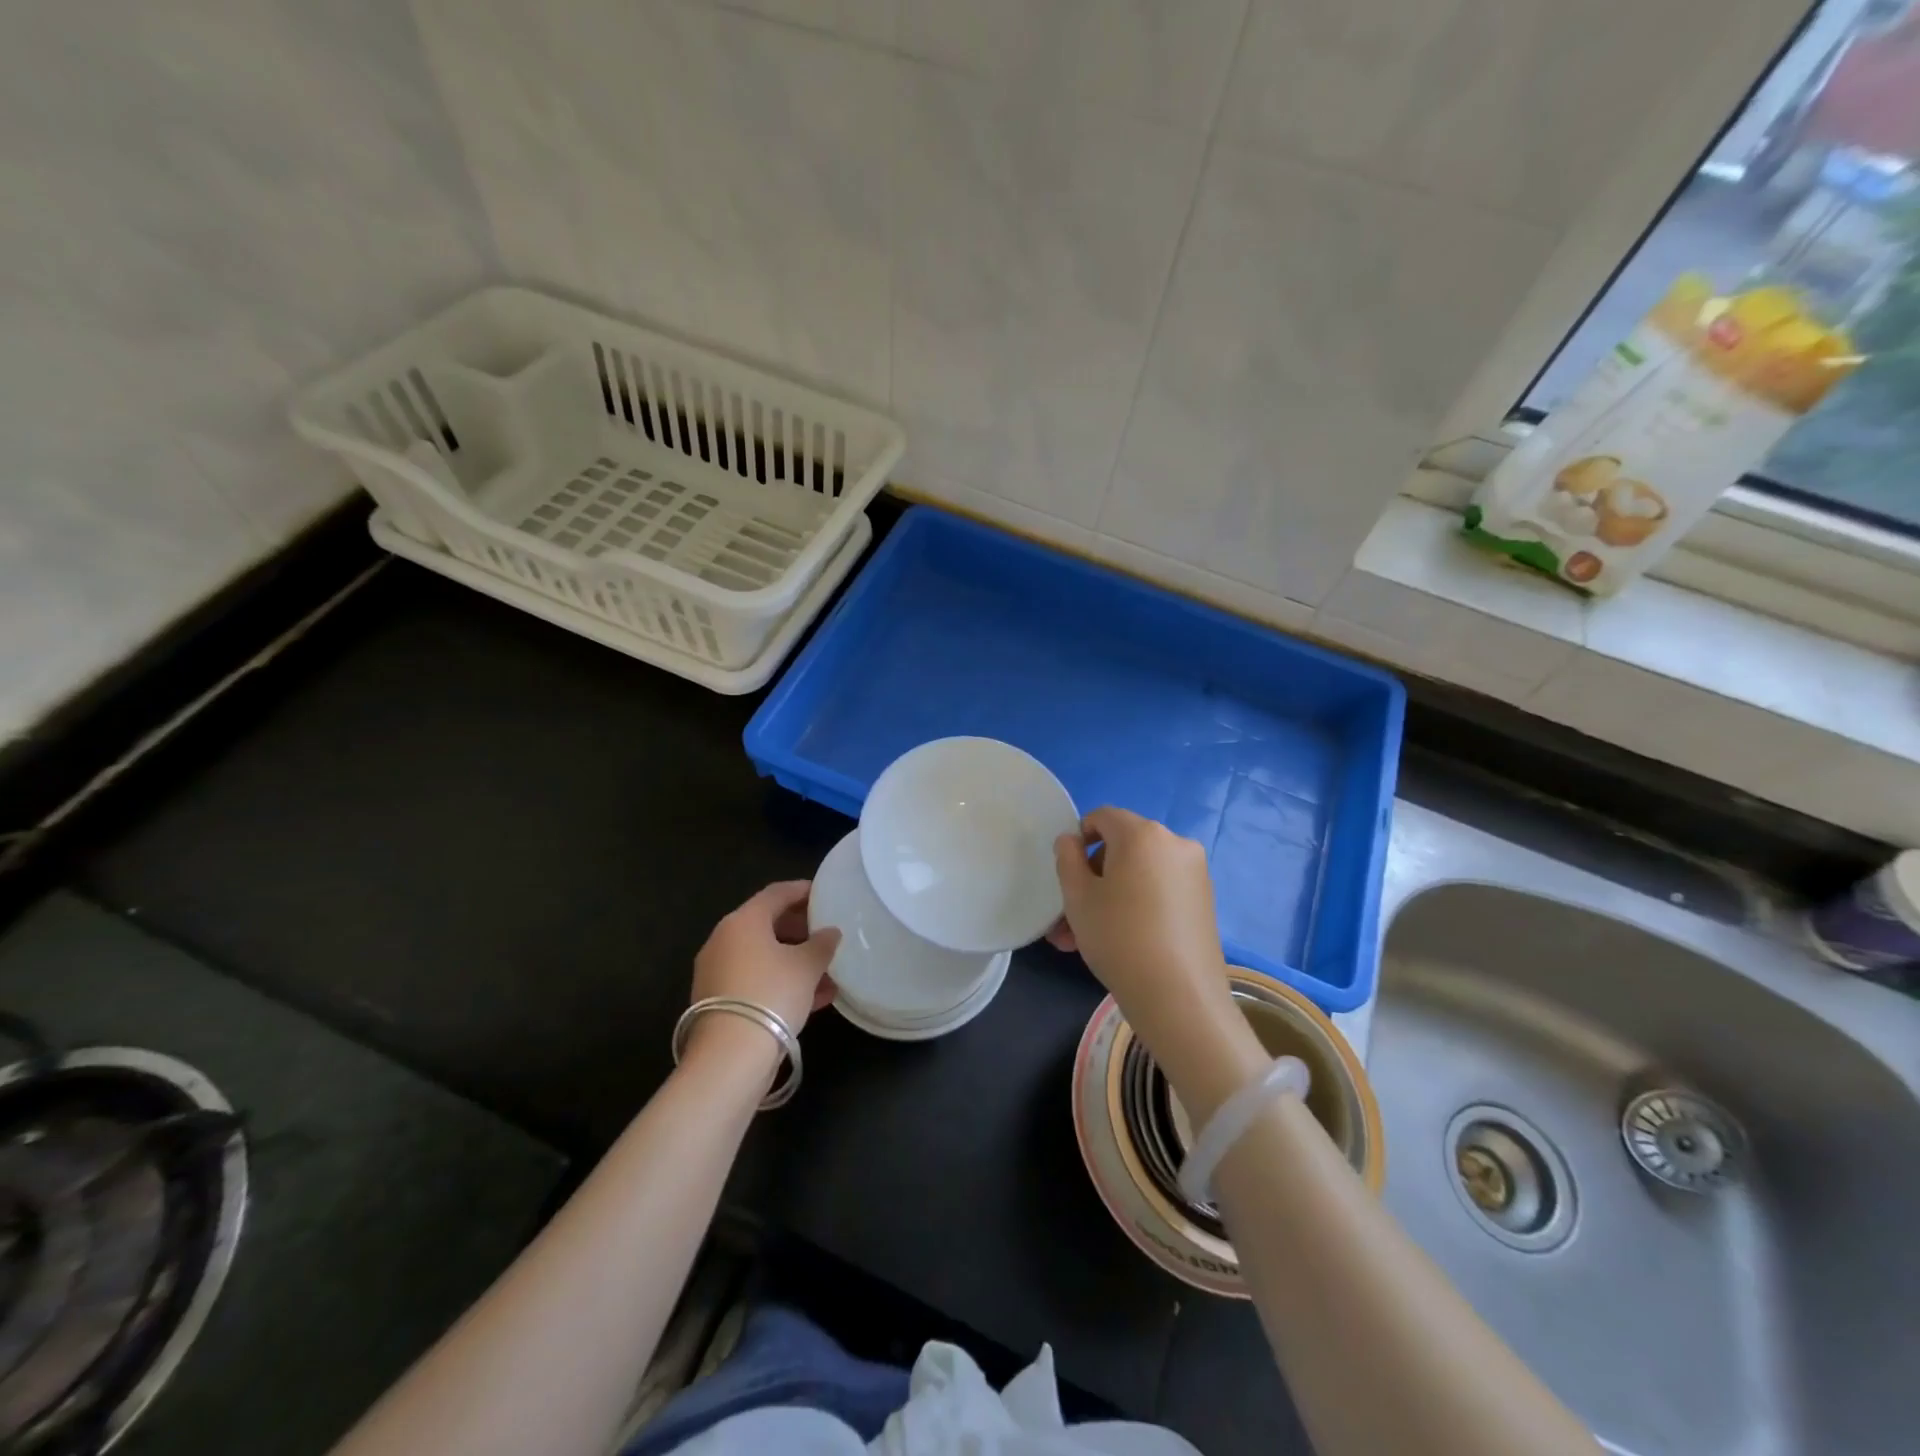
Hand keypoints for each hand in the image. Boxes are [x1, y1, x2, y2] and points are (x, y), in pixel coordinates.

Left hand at [688, 882, 838, 1063]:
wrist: (730, 1056)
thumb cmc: (771, 994)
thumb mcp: (807, 966)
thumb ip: (822, 944)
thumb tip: (830, 932)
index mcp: (743, 921)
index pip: (776, 893)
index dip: (802, 890)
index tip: (824, 892)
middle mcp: (724, 940)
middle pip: (766, 924)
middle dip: (800, 928)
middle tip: (827, 932)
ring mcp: (717, 972)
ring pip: (763, 956)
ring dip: (794, 959)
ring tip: (828, 970)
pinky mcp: (718, 1001)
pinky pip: (756, 980)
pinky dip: (781, 981)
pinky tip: (815, 997)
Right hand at [1051, 809, 1264, 1114]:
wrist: (1179, 997)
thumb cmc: (1118, 936)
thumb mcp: (1077, 897)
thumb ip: (1067, 858)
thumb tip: (1071, 840)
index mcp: (1143, 833)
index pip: (1103, 817)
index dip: (1079, 837)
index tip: (1067, 873)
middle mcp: (1175, 843)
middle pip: (1122, 847)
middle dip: (1091, 878)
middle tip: (1069, 917)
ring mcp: (1195, 873)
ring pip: (1138, 875)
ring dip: (1108, 898)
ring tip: (1081, 940)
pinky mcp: (1204, 901)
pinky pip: (1159, 891)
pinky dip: (1136, 905)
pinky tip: (1117, 942)